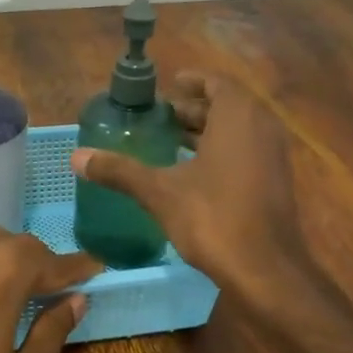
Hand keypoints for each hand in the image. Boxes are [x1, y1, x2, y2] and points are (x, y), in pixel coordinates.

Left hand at [0, 229, 101, 352]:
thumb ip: (53, 334)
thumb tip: (76, 300)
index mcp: (3, 275)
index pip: (53, 260)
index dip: (79, 267)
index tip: (100, 271)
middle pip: (23, 245)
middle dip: (47, 264)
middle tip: (66, 290)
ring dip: (18, 262)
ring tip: (33, 293)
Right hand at [71, 72, 309, 301]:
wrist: (265, 270)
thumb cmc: (213, 217)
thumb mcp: (159, 192)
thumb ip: (120, 171)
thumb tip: (76, 157)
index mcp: (238, 116)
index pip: (217, 82)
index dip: (192, 81)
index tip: (169, 86)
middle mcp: (262, 127)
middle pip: (227, 106)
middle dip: (195, 109)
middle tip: (161, 117)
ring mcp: (274, 156)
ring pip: (239, 130)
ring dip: (208, 131)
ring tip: (171, 141)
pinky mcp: (276, 182)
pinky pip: (248, 151)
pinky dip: (223, 151)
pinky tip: (194, 173)